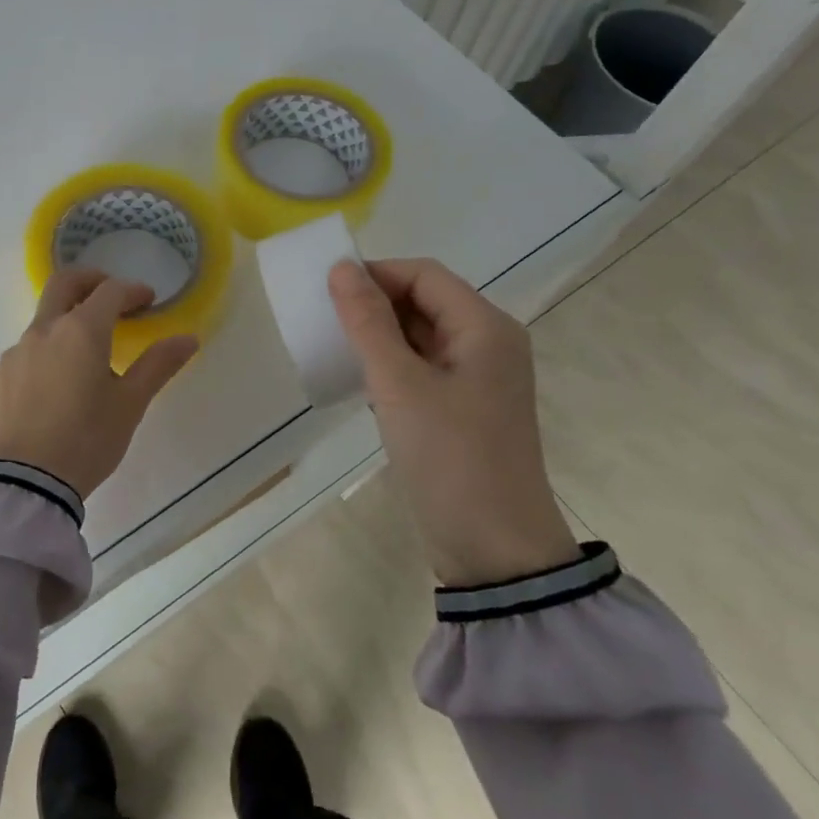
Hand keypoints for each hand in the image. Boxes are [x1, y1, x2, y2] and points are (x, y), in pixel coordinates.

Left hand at [0, 269, 199, 497]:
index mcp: (80, 331)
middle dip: (90, 281)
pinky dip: (40, 361)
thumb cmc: (87, 440)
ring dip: (64, 328)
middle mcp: (42, 332)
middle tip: (110, 295)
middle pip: (64, 284)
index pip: (110, 291)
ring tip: (81, 361)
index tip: (147, 300)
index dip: (132, 290)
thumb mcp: (130, 404)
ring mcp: (12, 355)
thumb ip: (158, 365)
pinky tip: (49, 393)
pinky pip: (21, 359)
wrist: (25, 485)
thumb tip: (188, 338)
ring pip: (41, 326)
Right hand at [328, 257, 578, 587]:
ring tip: (335, 347)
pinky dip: (391, 364)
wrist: (494, 550)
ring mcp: (478, 377)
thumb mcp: (400, 386)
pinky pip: (423, 366)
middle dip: (375, 303)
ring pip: (421, 335)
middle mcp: (488, 343)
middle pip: (425, 300)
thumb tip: (342, 268)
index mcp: (485, 327)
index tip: (326, 291)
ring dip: (379, 335)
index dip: (375, 273)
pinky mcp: (465, 407)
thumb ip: (368, 323)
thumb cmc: (450, 458)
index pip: (423, 275)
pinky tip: (359, 380)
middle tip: (324, 320)